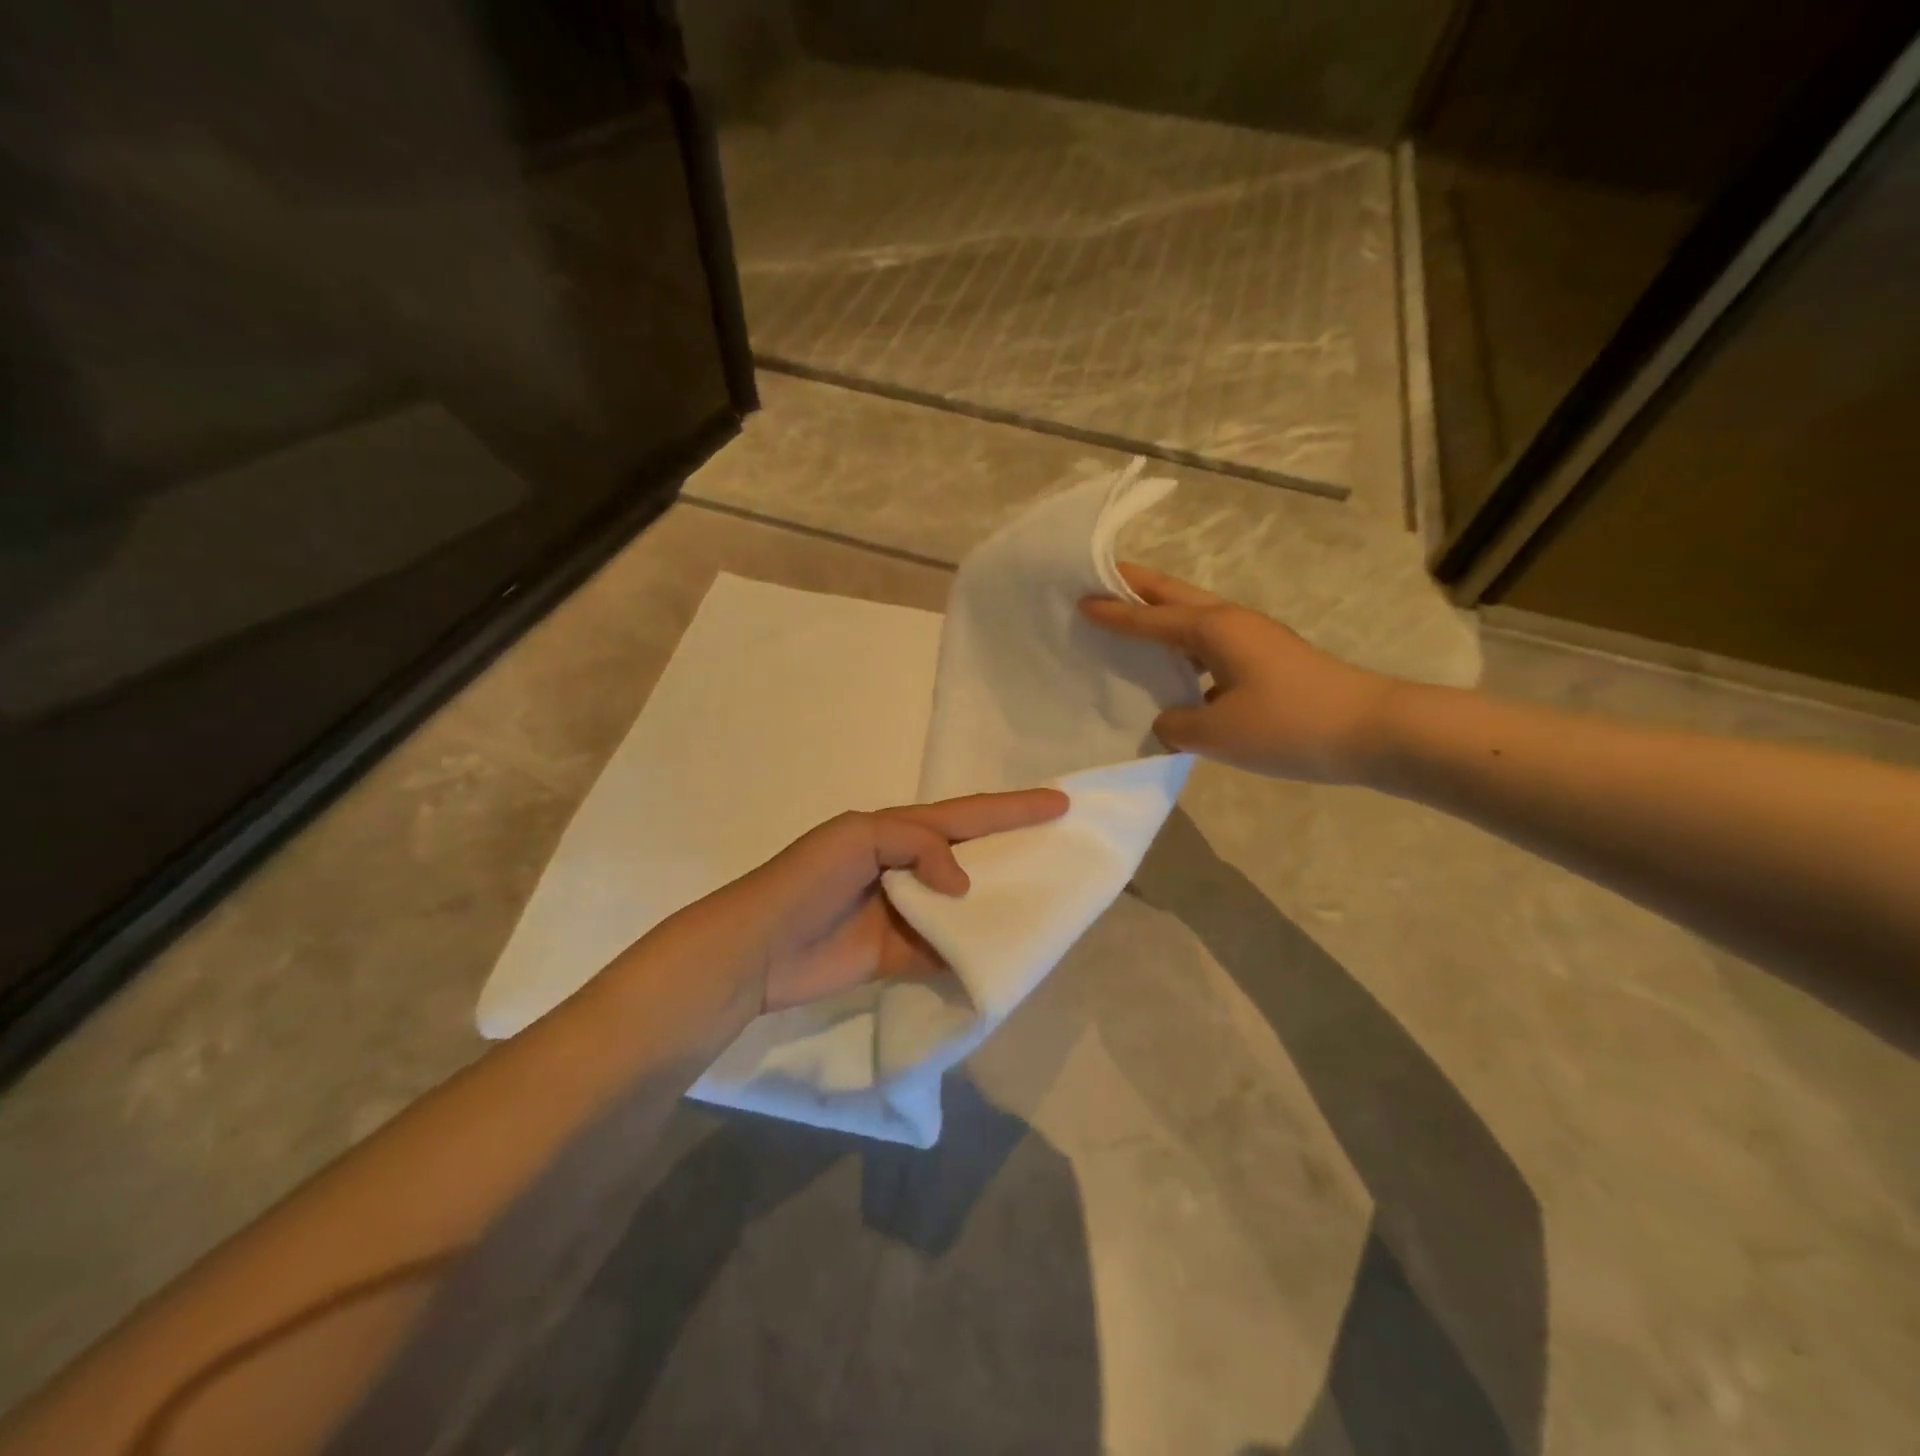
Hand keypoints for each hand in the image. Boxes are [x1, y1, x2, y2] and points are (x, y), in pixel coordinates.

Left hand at [705, 789, 1069, 1011]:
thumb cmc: (807, 881)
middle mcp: (908, 865)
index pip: (967, 814)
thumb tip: (962, 884)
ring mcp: (906, 911)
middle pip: (973, 855)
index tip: (1060, 803)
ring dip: (999, 903)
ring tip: (1047, 903)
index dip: (1014, 808)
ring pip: (965, 903)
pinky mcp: (899, 953)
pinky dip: (972, 950)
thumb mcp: (858, 837)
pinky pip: (946, 948)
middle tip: (1064, 849)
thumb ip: (917, 845)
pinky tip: (1005, 952)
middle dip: (1016, 849)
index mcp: (898, 830)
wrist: (758, 949)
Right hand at [1080, 563, 1395, 783]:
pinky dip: (1181, 648)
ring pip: (1192, 617)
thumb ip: (1176, 725)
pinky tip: (1171, 673)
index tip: (1079, 598)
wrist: (1371, 731)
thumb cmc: (1289, 725)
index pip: (1150, 617)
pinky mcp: (1265, 661)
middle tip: (1100, 579)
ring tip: (1127, 621)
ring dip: (1159, 614)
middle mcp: (1231, 623)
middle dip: (1136, 586)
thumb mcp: (1218, 733)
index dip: (1113, 611)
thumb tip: (1167, 720)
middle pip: (1173, 595)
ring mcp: (1252, 639)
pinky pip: (1208, 645)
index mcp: (1214, 629)